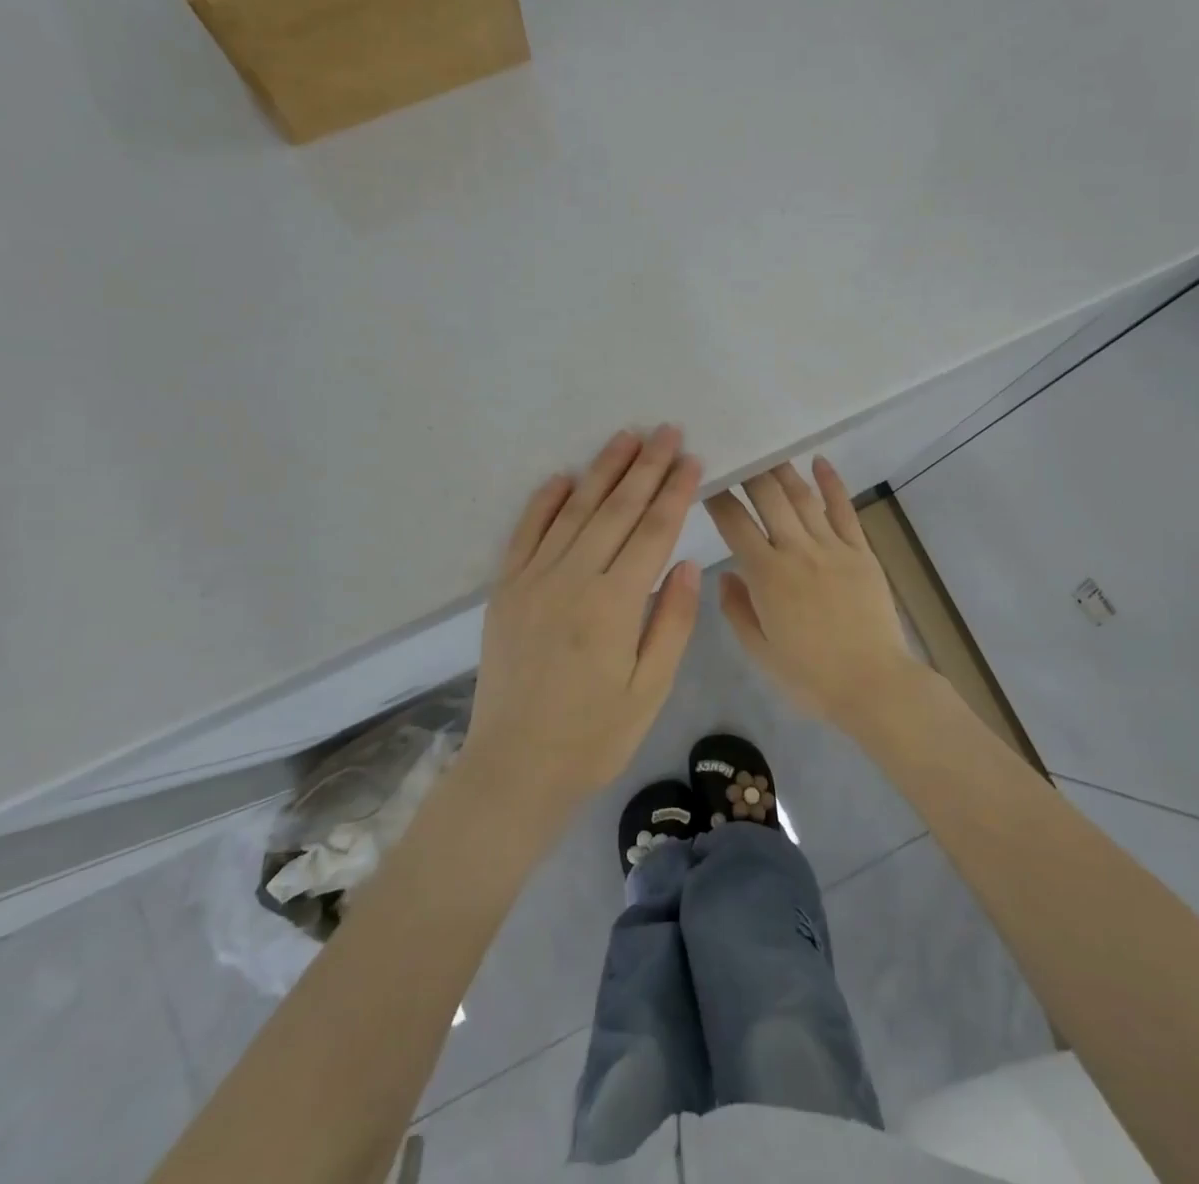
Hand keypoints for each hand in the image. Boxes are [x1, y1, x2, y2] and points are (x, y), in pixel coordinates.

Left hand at [466, 426, 703, 810]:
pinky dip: (545, 501)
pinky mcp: (506, 589)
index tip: (692, 459)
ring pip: (574, 511)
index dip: (674, 492)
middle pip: (616, 509)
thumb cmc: (595, 735)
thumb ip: (671, 621)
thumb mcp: (649, 688)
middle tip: (667, 430)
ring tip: (626, 438)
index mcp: (614, 604)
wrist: (516, 766)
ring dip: (602, 471)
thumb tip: (686, 562)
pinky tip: (564, 477)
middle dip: (645, 466)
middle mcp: (572, 579)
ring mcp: (533, 580)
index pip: (653, 531)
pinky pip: (526, 533)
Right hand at [705, 458, 926, 726]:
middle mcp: (797, 551)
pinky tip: (820, 461)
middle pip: (768, 498)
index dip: (717, 497)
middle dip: (749, 471)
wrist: (873, 684)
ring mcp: (833, 548)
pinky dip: (832, 484)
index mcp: (766, 575)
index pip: (734, 523)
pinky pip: (844, 510)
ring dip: (783, 470)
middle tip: (736, 451)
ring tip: (768, 448)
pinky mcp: (861, 552)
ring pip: (803, 497)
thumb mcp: (759, 650)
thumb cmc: (809, 676)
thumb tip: (726, 575)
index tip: (706, 479)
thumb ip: (737, 609)